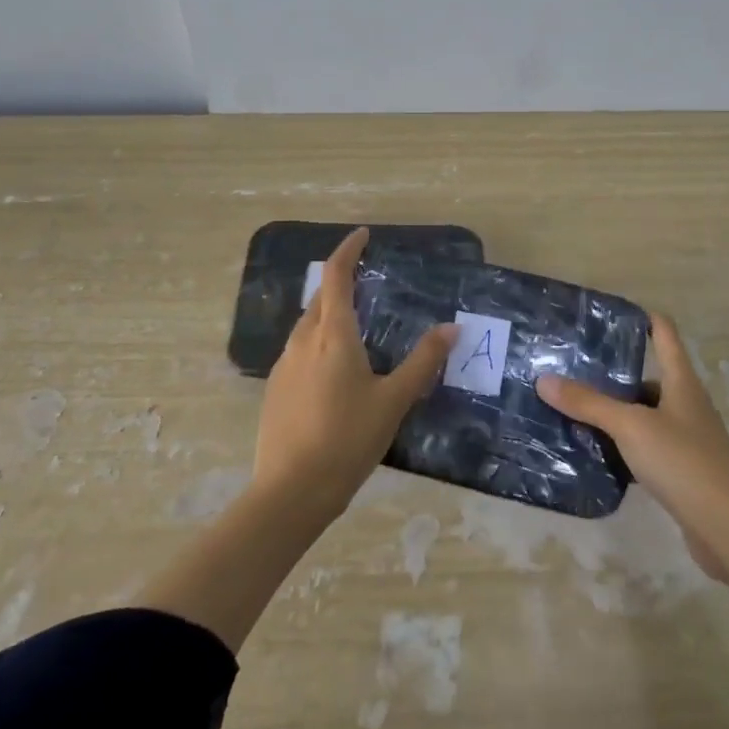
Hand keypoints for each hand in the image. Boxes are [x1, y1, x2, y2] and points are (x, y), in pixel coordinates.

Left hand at [253, 228, 456, 520]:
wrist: (290, 493)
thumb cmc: (347, 440)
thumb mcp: (393, 401)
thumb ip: (423, 362)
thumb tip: (452, 328)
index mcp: (333, 336)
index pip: (335, 276)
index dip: (348, 250)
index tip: (363, 235)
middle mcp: (303, 341)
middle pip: (320, 298)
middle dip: (340, 281)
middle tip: (366, 281)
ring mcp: (284, 366)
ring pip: (307, 325)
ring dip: (328, 313)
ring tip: (355, 325)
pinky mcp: (276, 389)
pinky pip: (299, 350)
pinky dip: (318, 341)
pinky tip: (334, 369)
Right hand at [538, 314, 728, 581]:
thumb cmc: (683, 462)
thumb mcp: (630, 427)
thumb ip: (588, 403)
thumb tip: (544, 379)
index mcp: (681, 381)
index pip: (663, 333)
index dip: (640, 317)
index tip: (605, 315)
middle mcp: (686, 403)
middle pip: (648, 376)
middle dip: (613, 373)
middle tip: (571, 370)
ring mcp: (687, 439)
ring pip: (644, 415)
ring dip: (615, 413)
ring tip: (574, 410)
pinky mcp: (683, 471)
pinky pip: (646, 448)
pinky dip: (623, 447)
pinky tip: (597, 454)